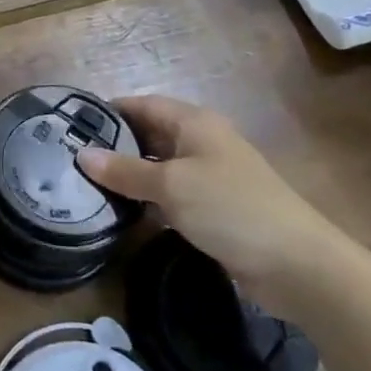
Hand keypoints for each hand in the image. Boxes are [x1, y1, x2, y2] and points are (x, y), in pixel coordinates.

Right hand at [75, 96, 360, 316]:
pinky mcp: (213, 209)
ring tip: (86, 185)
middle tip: (72, 158)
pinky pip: (171, 195)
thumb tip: (82, 155)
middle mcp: (201, 143)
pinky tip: (120, 212)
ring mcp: (209, 177)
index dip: (110, 111)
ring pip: (158, 168)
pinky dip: (147, 200)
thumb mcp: (171, 186)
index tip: (72, 125)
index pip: (143, 104)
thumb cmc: (231, 208)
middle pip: (149, 135)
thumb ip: (125, 171)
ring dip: (129, 176)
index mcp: (194, 123)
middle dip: (115, 145)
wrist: (298, 265)